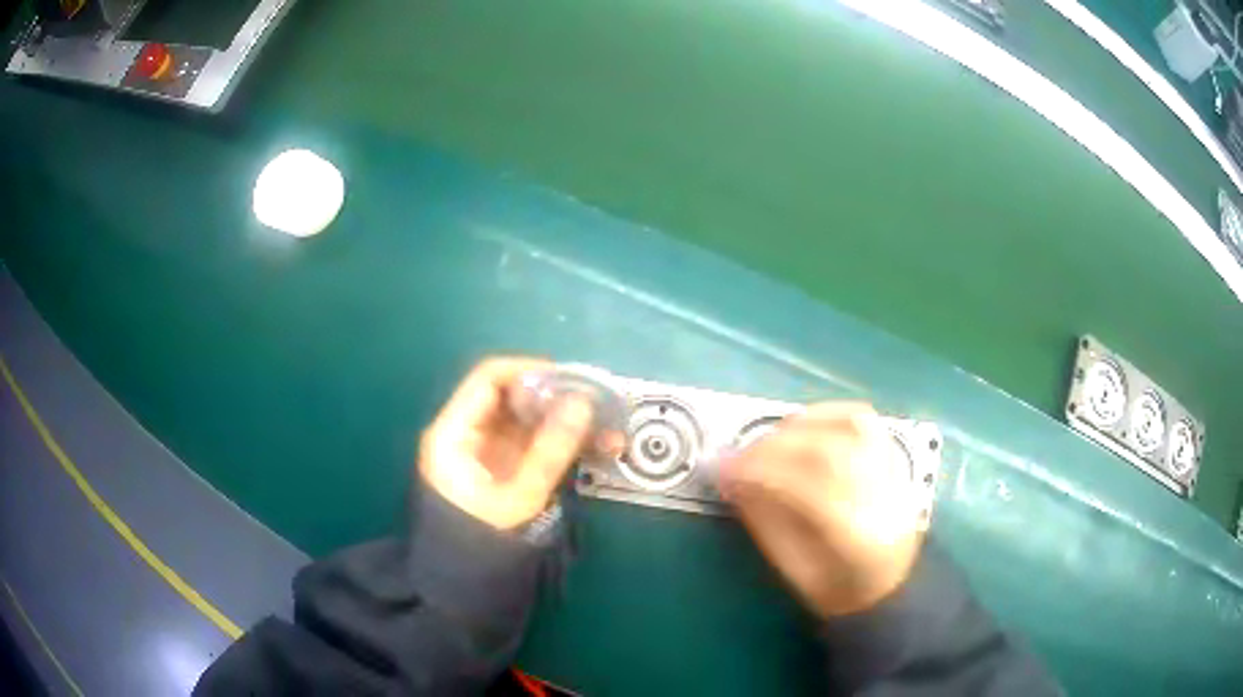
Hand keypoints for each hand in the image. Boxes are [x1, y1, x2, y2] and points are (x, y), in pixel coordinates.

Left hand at [419, 358, 596, 530]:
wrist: (462, 587)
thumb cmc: (480, 541)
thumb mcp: (517, 497)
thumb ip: (550, 449)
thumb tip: (583, 403)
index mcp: (455, 432)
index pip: (489, 379)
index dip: (530, 372)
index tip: (573, 380)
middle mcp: (469, 434)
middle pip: (514, 397)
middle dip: (559, 399)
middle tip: (600, 406)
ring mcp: (489, 453)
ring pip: (531, 421)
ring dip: (569, 422)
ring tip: (610, 431)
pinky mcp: (508, 470)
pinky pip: (538, 445)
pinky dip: (566, 444)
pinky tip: (599, 450)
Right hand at [721, 403, 922, 617]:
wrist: (892, 584)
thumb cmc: (837, 589)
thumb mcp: (794, 569)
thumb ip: (765, 522)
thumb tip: (733, 480)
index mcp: (858, 539)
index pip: (809, 492)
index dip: (762, 474)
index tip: (725, 472)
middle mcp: (882, 499)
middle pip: (828, 454)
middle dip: (773, 448)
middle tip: (738, 457)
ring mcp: (893, 473)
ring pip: (849, 428)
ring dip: (799, 425)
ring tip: (767, 440)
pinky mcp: (893, 458)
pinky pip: (863, 419)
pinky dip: (826, 413)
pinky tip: (801, 423)